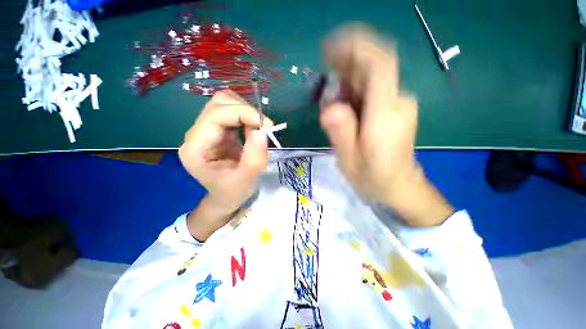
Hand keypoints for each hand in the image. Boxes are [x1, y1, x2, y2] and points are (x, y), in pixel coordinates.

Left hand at [179, 91, 272, 239]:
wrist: (226, 196)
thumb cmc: (232, 192)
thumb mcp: (246, 179)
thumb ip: (254, 157)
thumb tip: (261, 131)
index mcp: (195, 148)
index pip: (215, 116)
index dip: (242, 113)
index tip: (266, 125)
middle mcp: (196, 134)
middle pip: (219, 103)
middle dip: (246, 111)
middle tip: (263, 128)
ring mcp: (206, 130)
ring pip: (225, 103)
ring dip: (246, 112)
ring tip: (258, 130)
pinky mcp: (217, 130)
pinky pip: (232, 112)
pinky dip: (246, 117)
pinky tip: (252, 131)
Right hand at [320, 25, 453, 225]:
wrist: (398, 186)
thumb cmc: (372, 177)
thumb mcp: (349, 159)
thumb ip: (340, 131)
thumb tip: (330, 107)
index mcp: (386, 115)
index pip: (379, 64)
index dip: (355, 48)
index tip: (329, 48)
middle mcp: (398, 101)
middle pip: (372, 68)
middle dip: (344, 68)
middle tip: (325, 88)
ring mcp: (398, 103)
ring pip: (369, 79)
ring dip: (346, 84)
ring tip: (333, 109)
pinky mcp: (394, 107)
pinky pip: (371, 90)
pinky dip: (353, 92)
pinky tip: (343, 108)